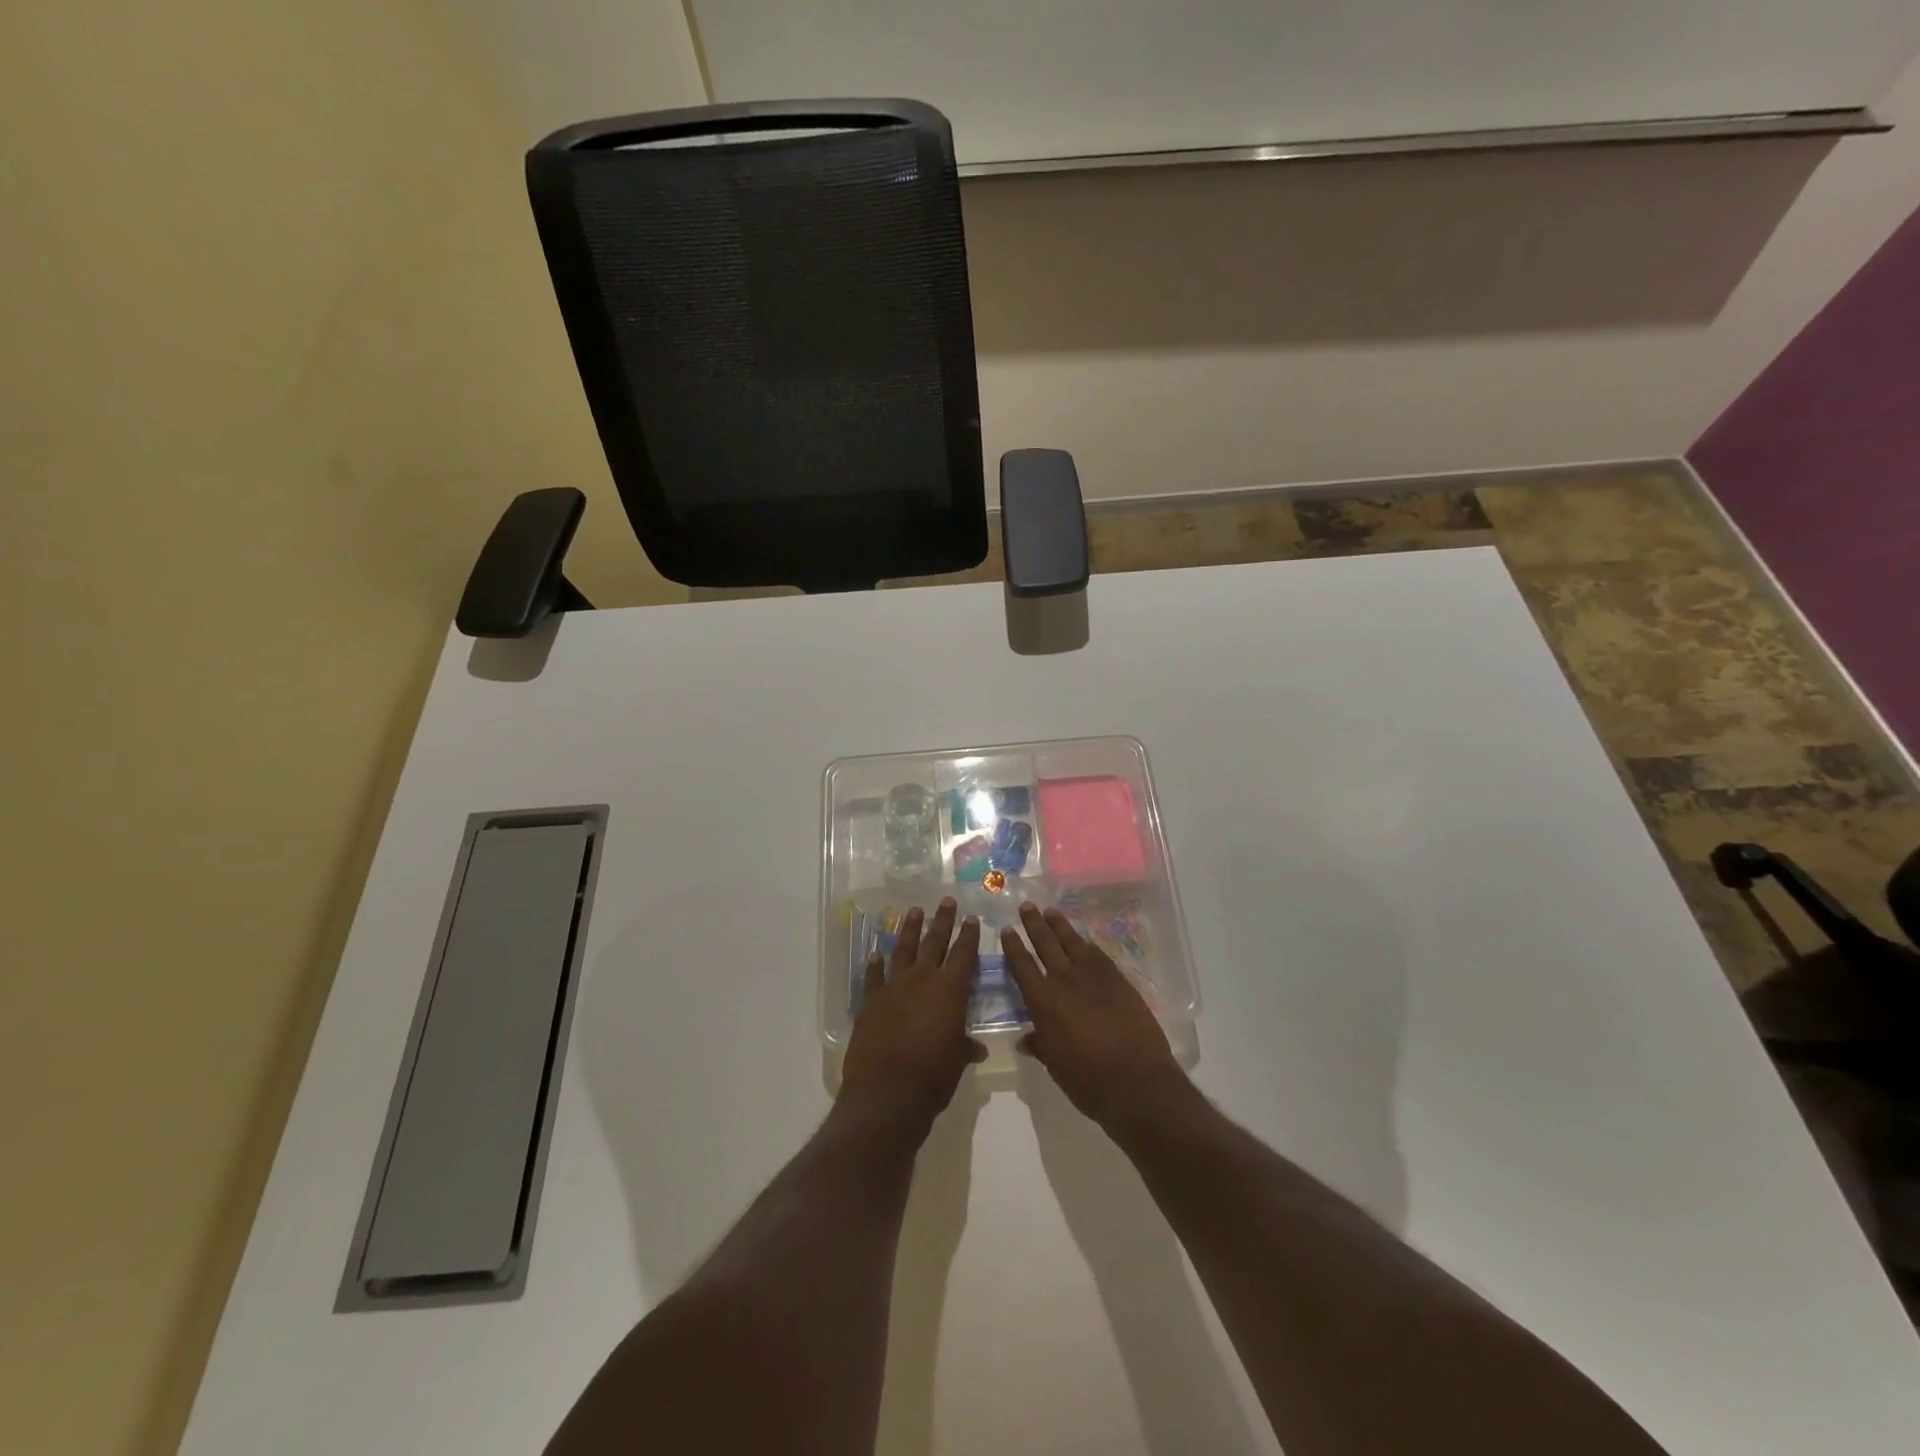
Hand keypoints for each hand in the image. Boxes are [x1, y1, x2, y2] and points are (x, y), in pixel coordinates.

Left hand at [840, 898, 984, 1140]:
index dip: (970, 936)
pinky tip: (876, 953)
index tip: (972, 919)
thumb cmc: (933, 1076)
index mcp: (950, 990)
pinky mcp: (871, 1001)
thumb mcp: (957, 1060)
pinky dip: (875, 964)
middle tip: (946, 901)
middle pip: (935, 942)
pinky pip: (874, 976)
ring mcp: (893, 987)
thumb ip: (965, 1047)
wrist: (887, 1092)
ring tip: (915, 912)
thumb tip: (976, 1048)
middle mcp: (922, 979)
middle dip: (942, 920)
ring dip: (910, 930)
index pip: (964, 954)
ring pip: (904, 950)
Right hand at [1001, 901, 1187, 1131]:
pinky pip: (1098, 955)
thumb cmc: (1087, 1080)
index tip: (1007, 929)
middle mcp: (1065, 981)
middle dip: (1034, 924)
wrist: (1136, 1081)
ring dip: (1060, 926)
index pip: (1022, 966)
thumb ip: (1040, 1045)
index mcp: (1043, 1002)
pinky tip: (1083, 941)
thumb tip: (1027, 1039)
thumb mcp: (1055, 1065)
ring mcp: (1094, 977)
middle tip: (1027, 906)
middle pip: (1046, 944)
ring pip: (1072, 942)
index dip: (1013, 946)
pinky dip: (1086, 945)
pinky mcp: (1118, 980)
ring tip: (1051, 911)